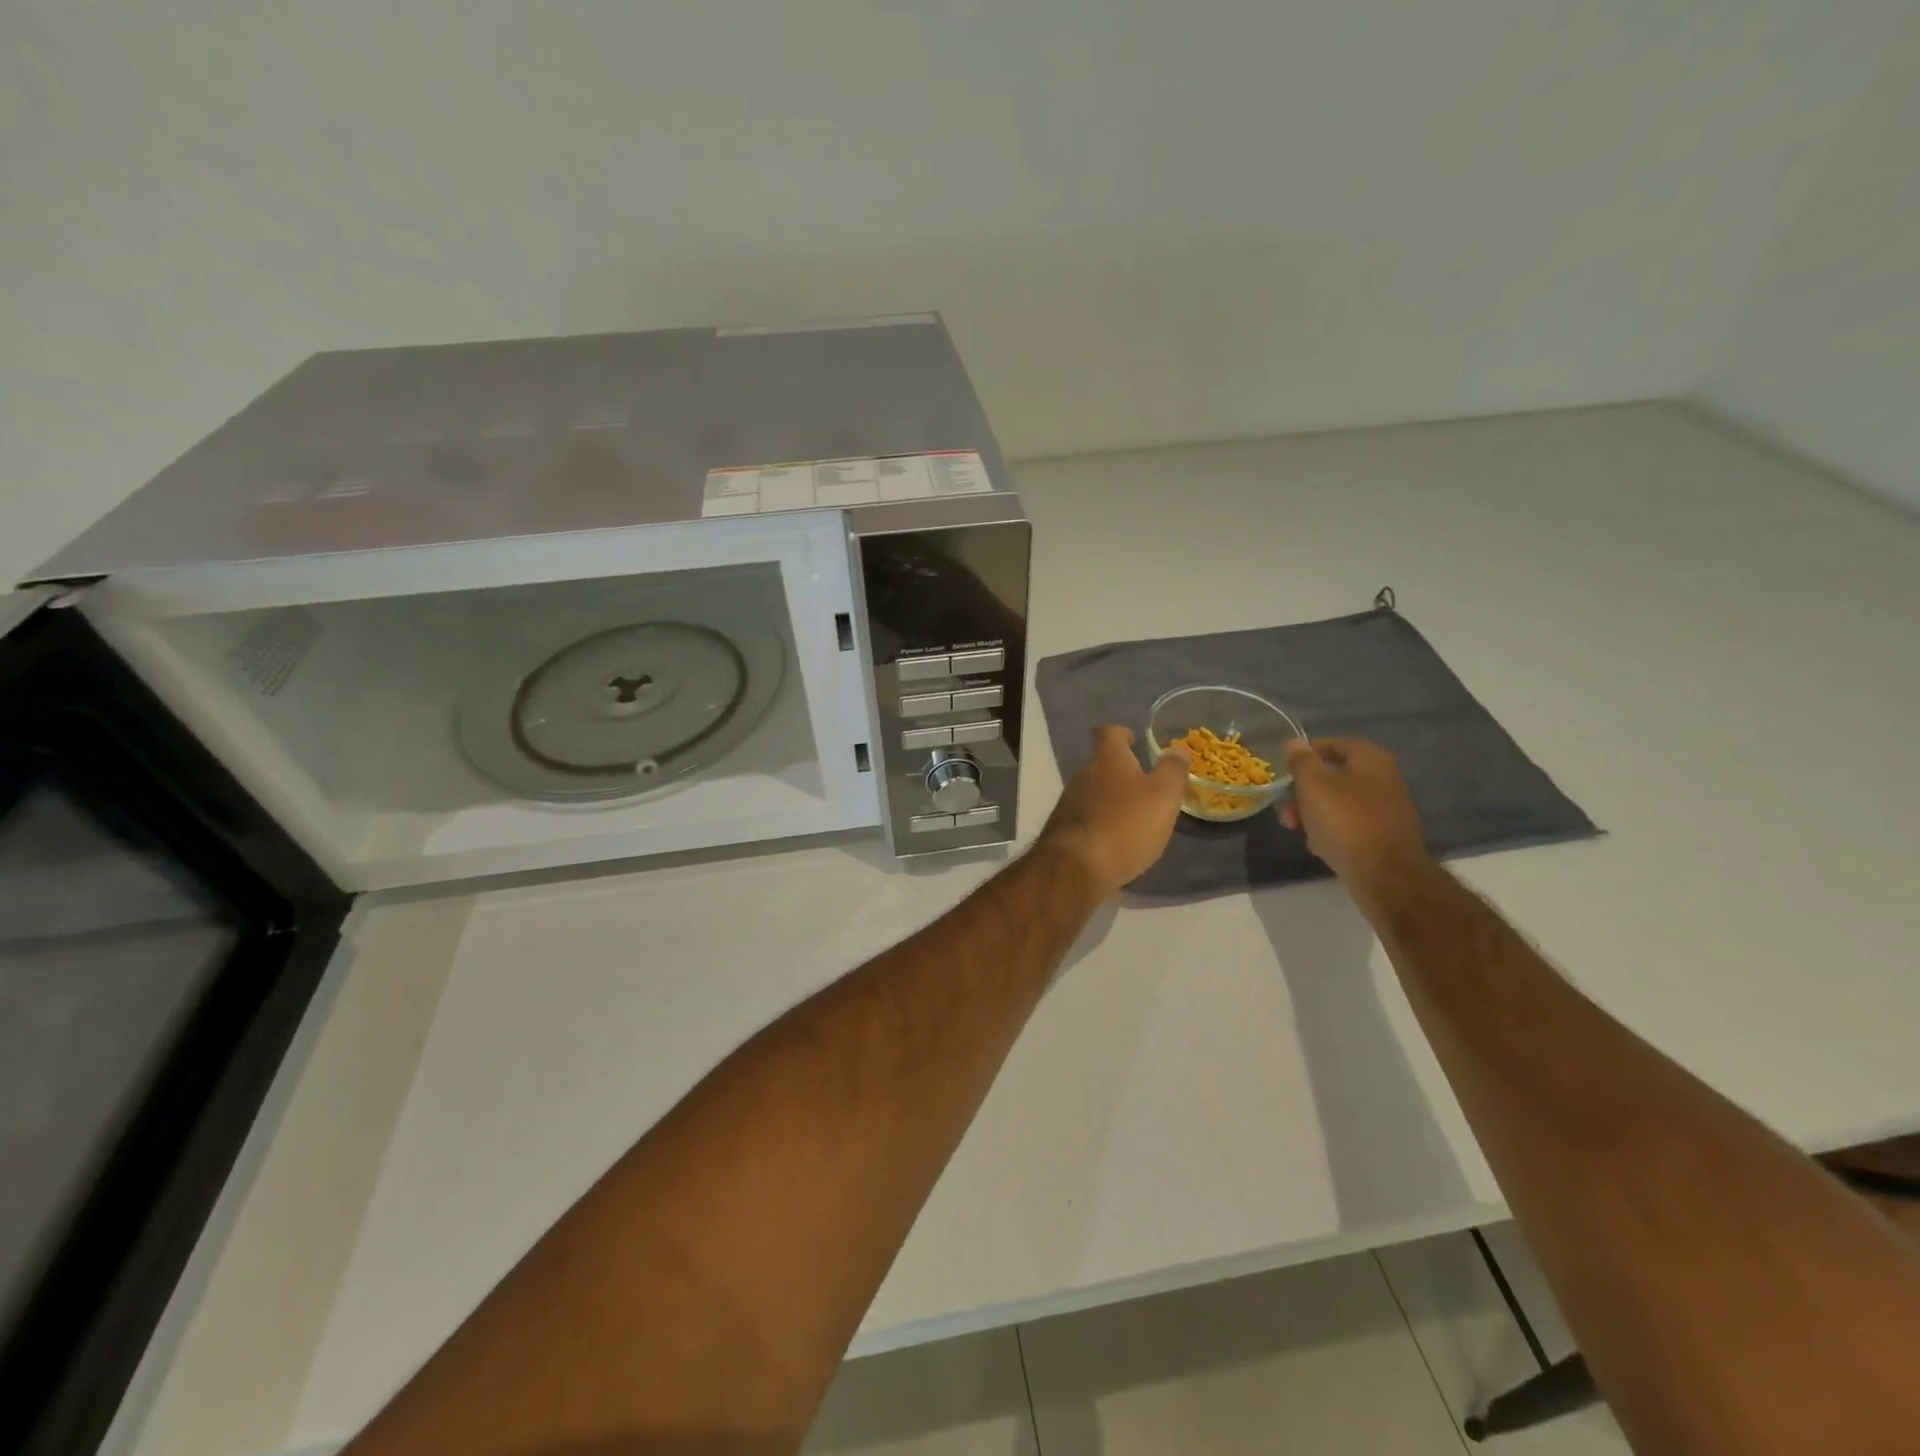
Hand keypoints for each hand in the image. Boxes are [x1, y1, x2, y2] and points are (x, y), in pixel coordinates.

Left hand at [1038, 726, 1190, 896]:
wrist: (1076, 867)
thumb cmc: (1126, 825)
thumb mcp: (1163, 796)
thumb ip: (1172, 771)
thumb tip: (1178, 748)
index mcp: (1106, 759)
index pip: (1109, 732)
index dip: (1123, 734)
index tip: (1135, 742)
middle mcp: (1082, 774)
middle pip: (1100, 764)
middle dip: (1120, 772)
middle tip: (1144, 787)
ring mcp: (1067, 802)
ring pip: (1091, 792)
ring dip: (1110, 800)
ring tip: (1133, 817)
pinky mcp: (1062, 830)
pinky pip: (1084, 817)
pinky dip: (1099, 823)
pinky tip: (1114, 841)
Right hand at [1281, 738, 1429, 891]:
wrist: (1386, 875)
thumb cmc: (1346, 822)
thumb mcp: (1314, 786)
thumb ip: (1302, 762)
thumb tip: (1295, 743)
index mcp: (1370, 759)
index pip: (1332, 744)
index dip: (1306, 754)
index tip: (1285, 770)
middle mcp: (1384, 778)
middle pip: (1335, 775)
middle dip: (1305, 791)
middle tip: (1287, 808)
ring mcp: (1387, 808)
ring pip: (1340, 802)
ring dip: (1315, 812)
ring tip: (1297, 829)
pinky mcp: (1385, 834)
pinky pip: (1351, 823)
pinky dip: (1333, 829)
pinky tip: (1319, 845)